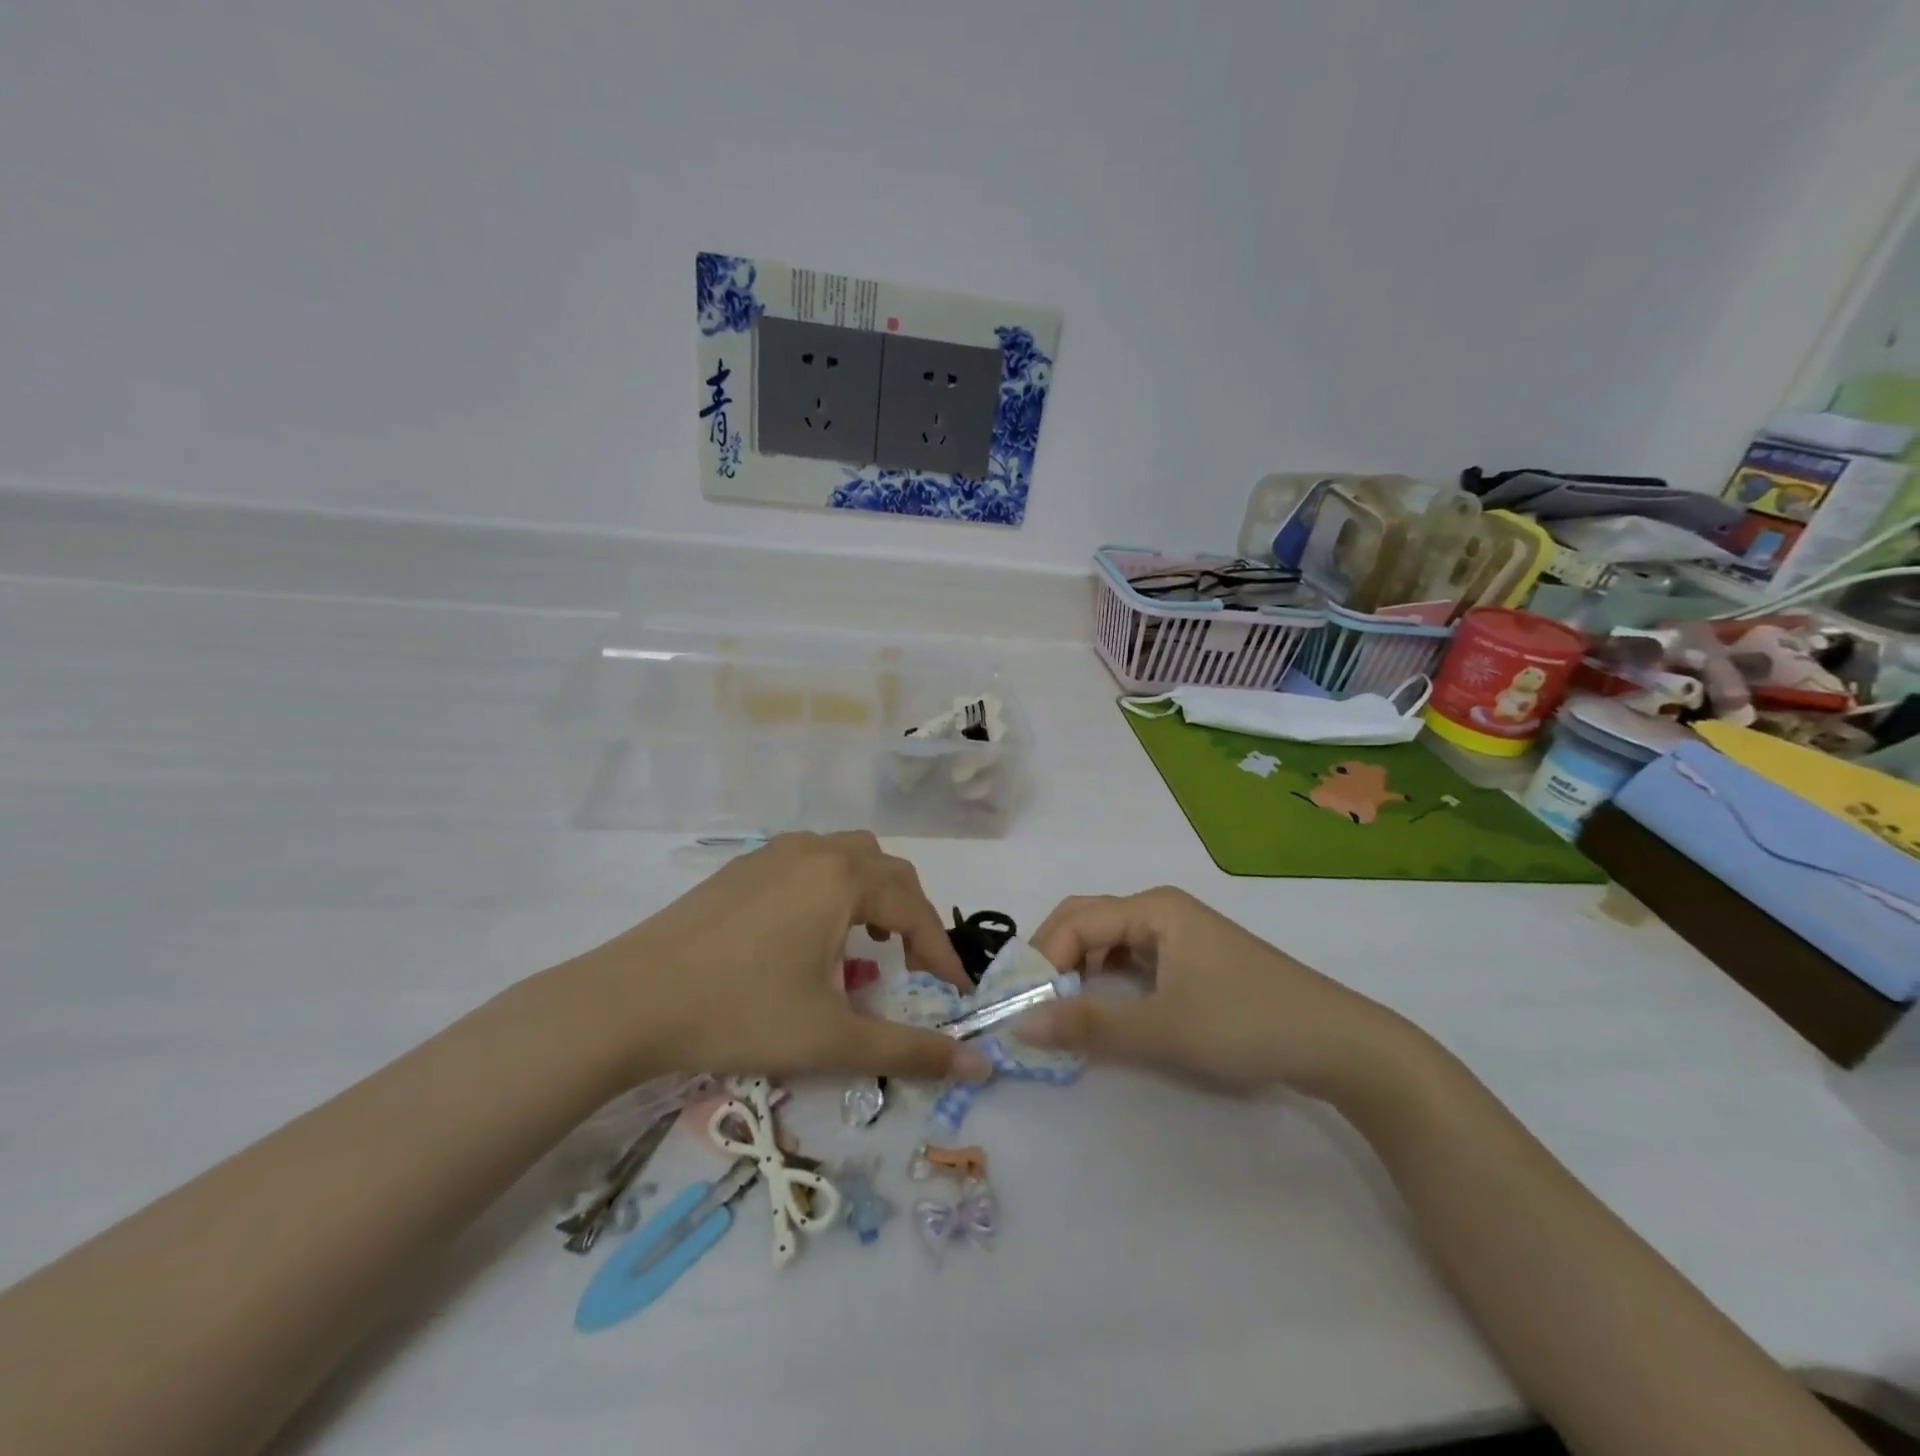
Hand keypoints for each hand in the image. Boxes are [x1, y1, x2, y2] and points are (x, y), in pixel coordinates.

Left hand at [568, 832, 989, 1083]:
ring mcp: (772, 854)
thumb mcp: (831, 1039)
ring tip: (864, 944)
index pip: (914, 909)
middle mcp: (813, 851)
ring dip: (870, 895)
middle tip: (912, 966)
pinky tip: (808, 935)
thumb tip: (978, 1064)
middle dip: (910, 916)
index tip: (957, 992)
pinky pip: (807, 863)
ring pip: (845, 857)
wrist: (627, 1001)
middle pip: (886, 870)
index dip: (941, 952)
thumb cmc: (739, 1014)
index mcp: (841, 878)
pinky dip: (830, 890)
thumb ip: (908, 1050)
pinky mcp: (740, 869)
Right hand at [1015, 887, 1407, 1098]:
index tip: (1024, 1007)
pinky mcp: (1193, 959)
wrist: (1339, 1043)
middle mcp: (1161, 910)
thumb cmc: (1246, 1023)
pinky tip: (1106, 1007)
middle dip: (1055, 957)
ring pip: (1109, 940)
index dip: (1043, 960)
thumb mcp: (1162, 1028)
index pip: (1075, 921)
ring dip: (1080, 968)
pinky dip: (1108, 978)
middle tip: (1034, 1003)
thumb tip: (1019, 1025)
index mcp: (1153, 909)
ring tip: (1063, 1009)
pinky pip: (1133, 958)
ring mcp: (1180, 933)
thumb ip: (1090, 1025)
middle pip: (1087, 920)